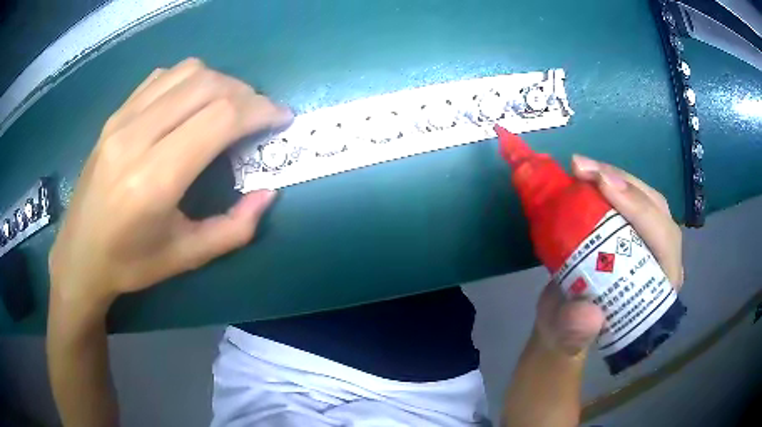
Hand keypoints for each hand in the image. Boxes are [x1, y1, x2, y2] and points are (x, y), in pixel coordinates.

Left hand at [49, 58, 291, 310]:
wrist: (79, 255)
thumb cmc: (130, 264)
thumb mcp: (186, 257)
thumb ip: (234, 229)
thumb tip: (268, 193)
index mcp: (154, 180)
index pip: (220, 118)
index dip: (260, 111)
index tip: (281, 119)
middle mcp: (135, 138)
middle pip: (207, 85)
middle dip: (246, 94)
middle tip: (260, 115)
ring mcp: (121, 120)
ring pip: (186, 72)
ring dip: (220, 82)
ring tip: (229, 106)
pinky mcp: (114, 115)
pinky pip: (162, 76)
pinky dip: (189, 80)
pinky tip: (192, 104)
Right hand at [533, 155, 683, 356]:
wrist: (562, 324)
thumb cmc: (568, 334)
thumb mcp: (565, 338)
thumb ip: (575, 333)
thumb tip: (589, 314)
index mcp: (657, 292)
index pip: (664, 242)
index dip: (639, 210)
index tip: (602, 185)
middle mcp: (661, 262)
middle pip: (656, 210)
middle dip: (625, 184)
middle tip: (583, 169)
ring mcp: (648, 243)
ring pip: (644, 198)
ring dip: (614, 176)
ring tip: (580, 167)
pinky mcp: (631, 231)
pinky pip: (627, 198)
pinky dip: (606, 181)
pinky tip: (585, 174)